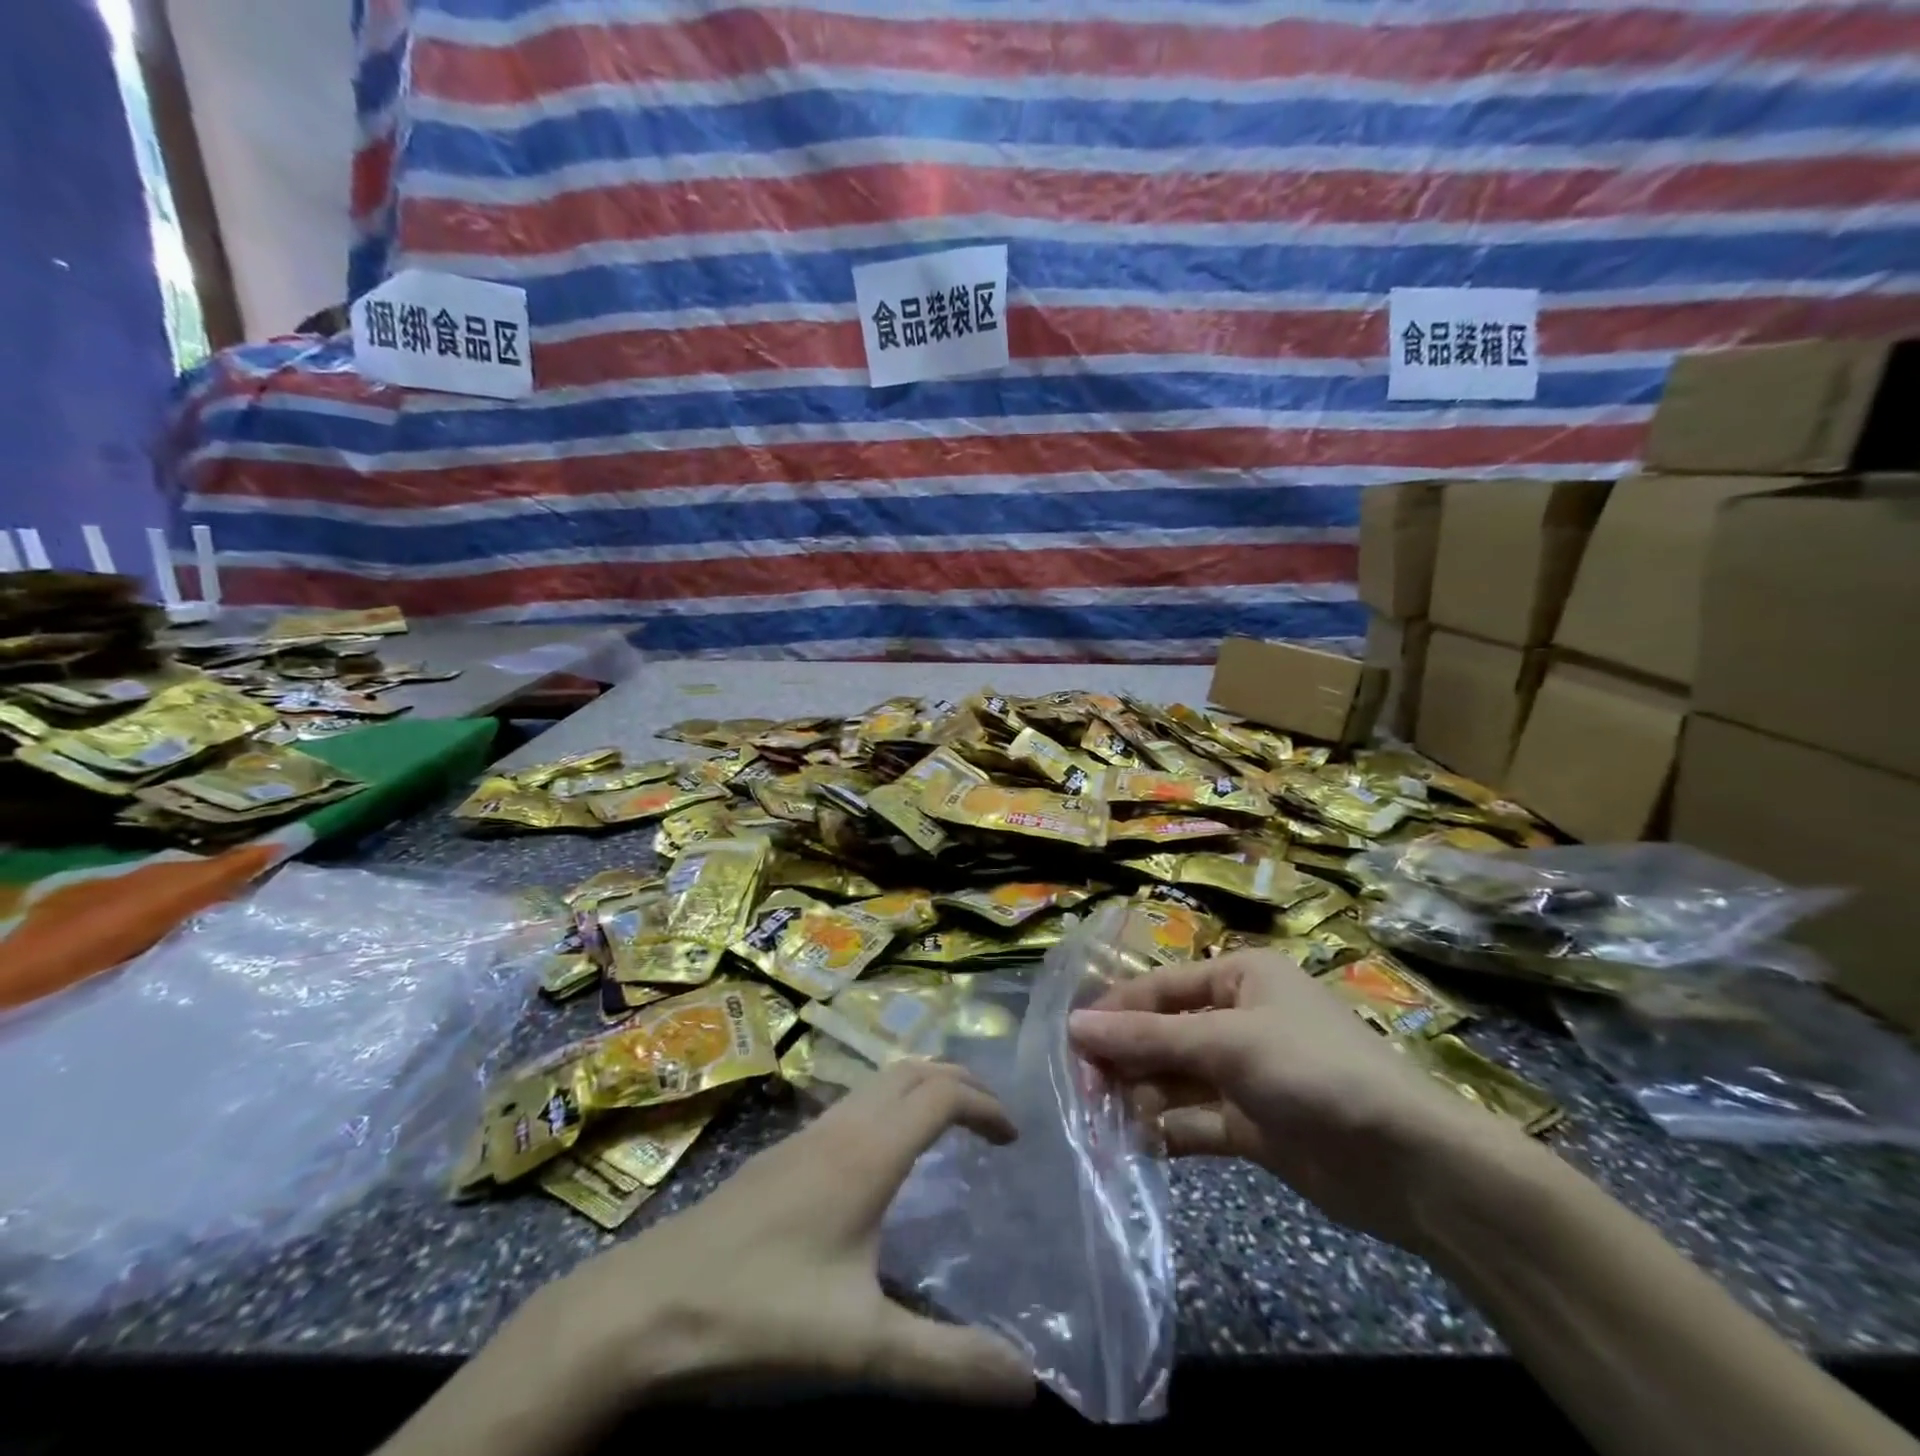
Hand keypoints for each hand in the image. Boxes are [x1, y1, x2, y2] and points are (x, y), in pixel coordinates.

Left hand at [581, 1058, 1034, 1401]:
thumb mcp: (859, 1346)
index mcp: (867, 1154)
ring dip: (921, 1087)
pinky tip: (881, 1157)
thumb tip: (1026, 1385)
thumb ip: (945, 1362)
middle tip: (990, 1122)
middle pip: (912, 1071)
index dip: (984, 1104)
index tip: (1012, 1138)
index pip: (941, 1095)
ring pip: (879, 1081)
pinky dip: (888, 1104)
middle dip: (958, 1083)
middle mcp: (841, 1127)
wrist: (647, 1303)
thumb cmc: (760, 1311)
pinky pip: (853, 1102)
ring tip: (948, 1127)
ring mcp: (806, 1134)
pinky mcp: (782, 1152)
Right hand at [1069, 950, 1529, 1250]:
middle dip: (1124, 1061)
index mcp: (1239, 978)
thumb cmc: (1314, 1071)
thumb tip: (1075, 1027)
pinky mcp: (1254, 1126)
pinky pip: (1196, 1121)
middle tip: (1085, 1095)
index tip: (1071, 1046)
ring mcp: (1246, 1075)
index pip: (1159, 989)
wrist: (1411, 1165)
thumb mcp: (1227, 1043)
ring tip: (1106, 1126)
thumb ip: (1149, 1038)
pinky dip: (1168, 1132)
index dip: (1114, 1014)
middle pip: (1163, 1034)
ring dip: (1141, 1099)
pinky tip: (1140, 1146)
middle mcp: (1239, 1018)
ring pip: (1175, 1080)